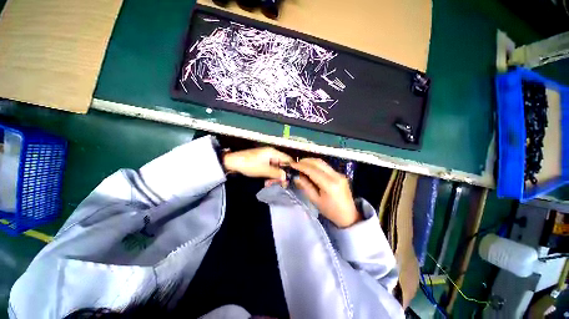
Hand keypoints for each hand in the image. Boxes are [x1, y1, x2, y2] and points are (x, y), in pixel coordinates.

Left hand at [223, 147, 291, 181]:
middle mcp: (271, 154)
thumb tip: (287, 177)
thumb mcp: (264, 170)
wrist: (232, 163)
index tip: (291, 178)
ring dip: (274, 176)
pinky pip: (269, 169)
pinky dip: (268, 175)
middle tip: (279, 184)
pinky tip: (266, 181)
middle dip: (280, 174)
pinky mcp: (261, 162)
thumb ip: (277, 173)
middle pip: (281, 164)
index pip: (287, 159)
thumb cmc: (249, 165)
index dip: (290, 168)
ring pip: (275, 168)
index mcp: (273, 152)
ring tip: (269, 183)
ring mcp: (266, 158)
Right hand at [291, 158, 360, 227]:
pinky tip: (310, 168)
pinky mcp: (340, 174)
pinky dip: (316, 165)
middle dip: (306, 161)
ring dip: (311, 161)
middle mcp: (336, 176)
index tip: (292, 164)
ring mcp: (339, 174)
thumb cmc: (330, 211)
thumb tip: (296, 176)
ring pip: (322, 162)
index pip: (313, 170)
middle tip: (296, 163)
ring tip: (301, 164)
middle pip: (318, 163)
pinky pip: (326, 166)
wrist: (349, 215)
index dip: (301, 166)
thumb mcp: (315, 200)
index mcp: (330, 184)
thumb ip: (305, 186)